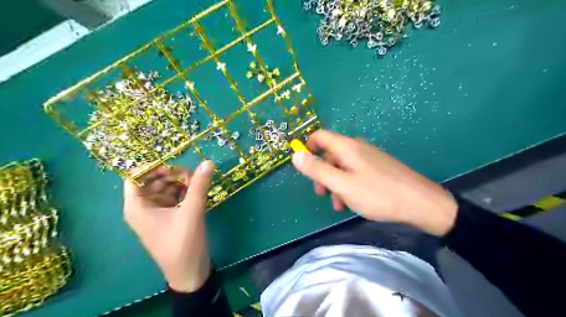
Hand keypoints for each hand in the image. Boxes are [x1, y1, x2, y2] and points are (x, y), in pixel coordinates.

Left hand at [123, 161, 214, 291]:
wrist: (190, 272)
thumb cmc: (183, 243)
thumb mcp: (191, 211)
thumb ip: (199, 185)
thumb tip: (208, 162)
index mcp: (137, 206)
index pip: (135, 176)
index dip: (152, 166)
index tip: (173, 162)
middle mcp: (143, 207)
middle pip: (153, 180)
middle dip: (171, 174)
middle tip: (191, 175)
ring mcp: (157, 212)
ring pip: (165, 188)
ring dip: (180, 182)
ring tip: (197, 184)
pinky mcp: (169, 217)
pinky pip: (173, 197)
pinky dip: (184, 191)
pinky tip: (197, 191)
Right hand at [289, 129, 456, 235]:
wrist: (421, 203)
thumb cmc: (377, 194)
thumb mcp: (341, 184)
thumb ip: (317, 169)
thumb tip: (295, 155)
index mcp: (346, 147)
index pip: (319, 136)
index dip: (306, 148)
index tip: (304, 168)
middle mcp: (357, 148)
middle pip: (329, 154)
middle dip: (321, 173)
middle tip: (321, 193)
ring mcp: (369, 158)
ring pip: (342, 167)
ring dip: (334, 183)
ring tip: (338, 204)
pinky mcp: (377, 168)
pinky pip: (355, 173)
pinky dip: (348, 185)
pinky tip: (352, 203)